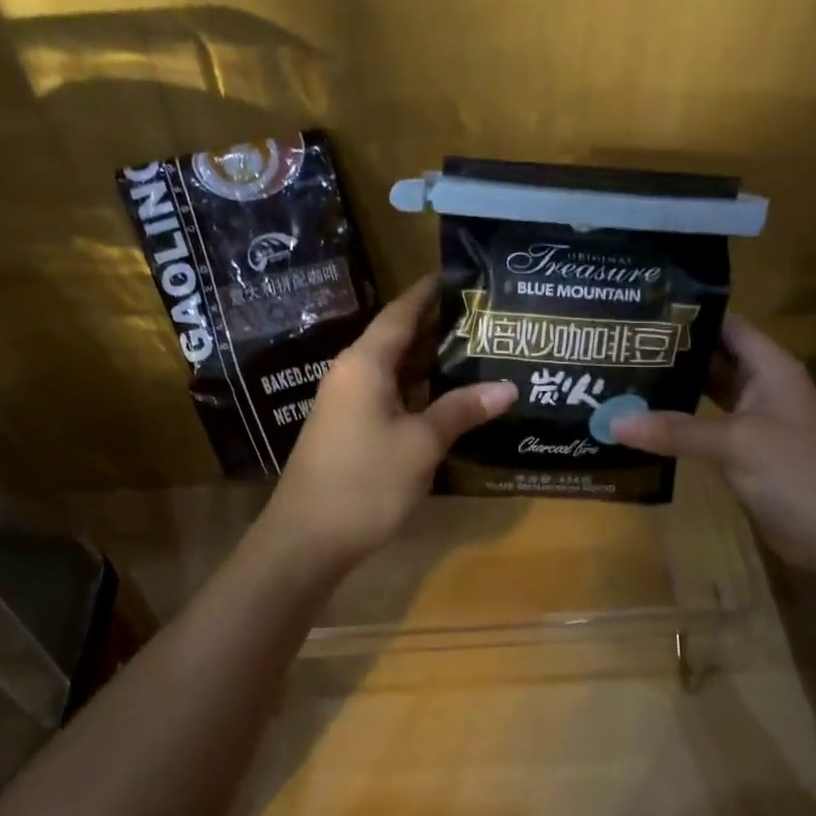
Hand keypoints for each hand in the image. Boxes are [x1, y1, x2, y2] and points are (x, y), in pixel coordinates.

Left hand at [261, 275, 516, 565]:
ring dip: (429, 361)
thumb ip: (461, 410)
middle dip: (437, 326)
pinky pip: (388, 396)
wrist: (307, 539)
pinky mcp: (349, 431)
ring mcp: (347, 404)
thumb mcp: (421, 444)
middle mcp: (352, 374)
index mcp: (364, 364)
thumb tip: (508, 387)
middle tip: (483, 317)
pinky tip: (447, 397)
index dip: (428, 292)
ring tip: (475, 350)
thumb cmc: (365, 482)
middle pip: (396, 338)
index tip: (459, 275)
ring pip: (393, 370)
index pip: (400, 313)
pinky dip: (417, 390)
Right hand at [610, 314, 815, 553]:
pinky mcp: (745, 453)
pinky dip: (679, 424)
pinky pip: (706, 428)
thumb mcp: (736, 443)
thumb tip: (613, 421)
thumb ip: (676, 430)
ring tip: (623, 377)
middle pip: (714, 358)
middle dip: (672, 352)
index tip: (641, 312)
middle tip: (620, 346)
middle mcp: (762, 387)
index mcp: (770, 368)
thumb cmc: (797, 472)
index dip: (690, 314)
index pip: (727, 325)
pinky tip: (645, 423)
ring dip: (673, 388)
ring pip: (708, 394)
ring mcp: (754, 422)